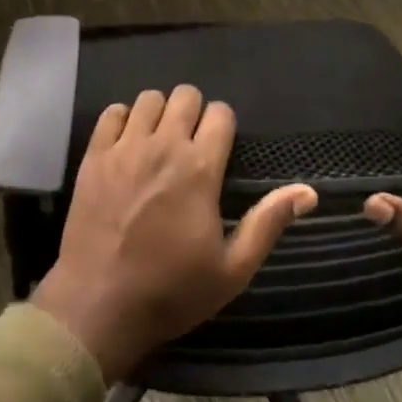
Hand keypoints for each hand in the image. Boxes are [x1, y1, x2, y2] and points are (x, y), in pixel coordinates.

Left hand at [31, 86, 317, 381]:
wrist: (98, 305)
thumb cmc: (171, 291)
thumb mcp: (232, 270)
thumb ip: (268, 223)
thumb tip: (308, 192)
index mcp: (200, 169)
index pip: (220, 113)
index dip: (224, 125)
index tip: (220, 146)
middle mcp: (163, 146)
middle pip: (185, 96)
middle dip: (194, 112)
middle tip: (191, 142)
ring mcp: (124, 147)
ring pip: (148, 98)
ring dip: (160, 113)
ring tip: (159, 140)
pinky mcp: (93, 155)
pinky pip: (111, 113)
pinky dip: (123, 120)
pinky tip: (127, 144)